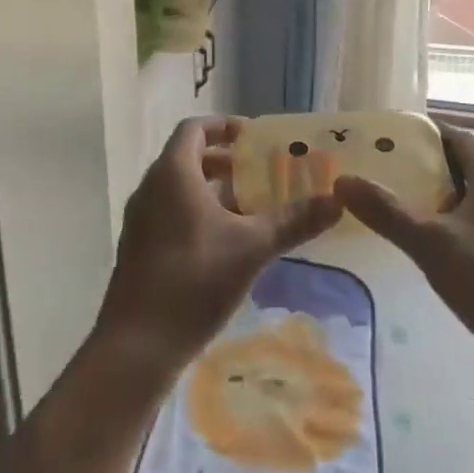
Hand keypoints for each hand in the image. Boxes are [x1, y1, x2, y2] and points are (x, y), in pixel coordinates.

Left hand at [96, 117, 341, 378]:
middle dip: (225, 161)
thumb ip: (293, 221)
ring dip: (213, 190)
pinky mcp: (139, 249)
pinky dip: (198, 213)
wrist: (136, 346)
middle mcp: (151, 188)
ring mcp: (141, 220)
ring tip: (250, 207)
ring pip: (179, 189)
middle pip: (188, 157)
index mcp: (173, 173)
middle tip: (260, 172)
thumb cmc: (194, 280)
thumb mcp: (251, 247)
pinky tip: (226, 244)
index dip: (224, 126)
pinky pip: (170, 213)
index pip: (194, 128)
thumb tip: (337, 202)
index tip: (253, 137)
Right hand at [336, 126, 473, 379]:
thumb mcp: (431, 245)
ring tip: (406, 207)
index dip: (422, 134)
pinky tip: (441, 248)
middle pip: (466, 165)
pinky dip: (461, 224)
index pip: (456, 137)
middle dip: (428, 166)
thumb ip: (386, 211)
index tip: (387, 138)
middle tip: (387, 172)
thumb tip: (342, 180)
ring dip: (444, 197)